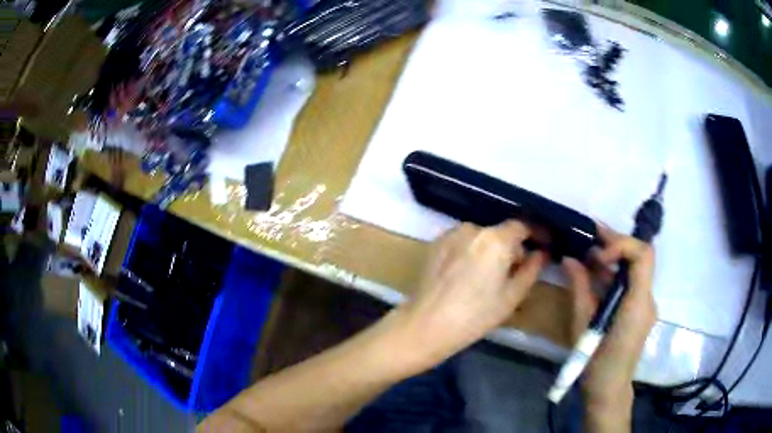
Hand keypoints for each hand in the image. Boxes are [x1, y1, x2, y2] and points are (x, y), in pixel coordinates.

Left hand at [396, 221, 546, 367]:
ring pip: (481, 238)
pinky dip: (471, 253)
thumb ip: (531, 270)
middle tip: (513, 274)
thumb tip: (540, 253)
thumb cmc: (476, 315)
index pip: (522, 226)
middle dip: (511, 249)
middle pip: (501, 233)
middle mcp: (473, 228)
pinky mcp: (436, 244)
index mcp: (496, 239)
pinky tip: (467, 277)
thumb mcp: (512, 296)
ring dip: (490, 251)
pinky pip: (463, 243)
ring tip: (487, 279)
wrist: (427, 324)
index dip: (536, 234)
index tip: (543, 246)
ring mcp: (451, 234)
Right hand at [562, 225, 655, 427]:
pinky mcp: (638, 311)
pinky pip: (630, 283)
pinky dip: (614, 274)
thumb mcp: (583, 325)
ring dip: (613, 257)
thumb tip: (570, 260)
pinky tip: (594, 274)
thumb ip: (580, 288)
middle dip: (615, 243)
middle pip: (640, 257)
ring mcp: (645, 305)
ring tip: (587, 251)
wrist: (608, 390)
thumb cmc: (595, 362)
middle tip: (589, 235)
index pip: (643, 255)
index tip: (598, 255)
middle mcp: (647, 299)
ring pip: (635, 269)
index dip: (621, 244)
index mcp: (638, 303)